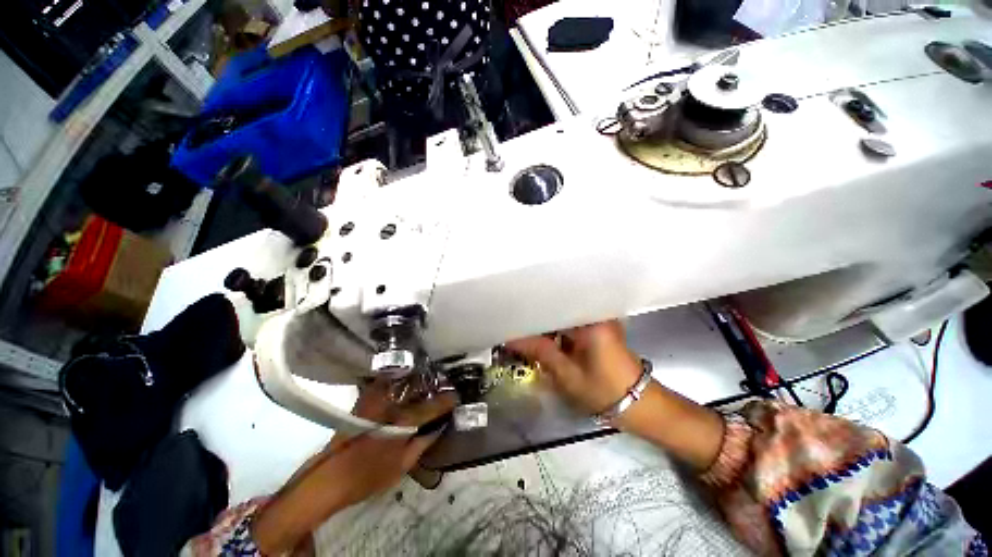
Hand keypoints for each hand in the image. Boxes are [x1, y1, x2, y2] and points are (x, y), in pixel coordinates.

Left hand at [252, 381, 455, 553]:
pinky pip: (388, 382)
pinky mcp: (365, 399)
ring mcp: (376, 398)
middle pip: (419, 385)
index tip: (457, 397)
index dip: (448, 400)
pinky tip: (406, 382)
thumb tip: (439, 426)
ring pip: (403, 380)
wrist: (328, 478)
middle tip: (445, 382)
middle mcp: (391, 403)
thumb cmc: (367, 476)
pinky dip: (400, 379)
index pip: (433, 405)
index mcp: (403, 421)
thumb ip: (423, 443)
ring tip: (429, 379)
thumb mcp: (402, 466)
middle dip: (435, 382)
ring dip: (418, 377)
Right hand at [509, 320, 723, 470]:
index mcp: (590, 320)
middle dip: (536, 314)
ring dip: (545, 321)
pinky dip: (556, 328)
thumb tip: (510, 338)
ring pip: (563, 313)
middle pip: (558, 305)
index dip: (531, 307)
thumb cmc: (605, 391)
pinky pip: (571, 321)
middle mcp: (595, 312)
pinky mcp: (597, 327)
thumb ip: (539, 351)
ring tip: (523, 323)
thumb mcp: (567, 374)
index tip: (512, 310)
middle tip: (513, 318)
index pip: (554, 304)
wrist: (638, 405)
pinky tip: (541, 333)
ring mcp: (598, 318)